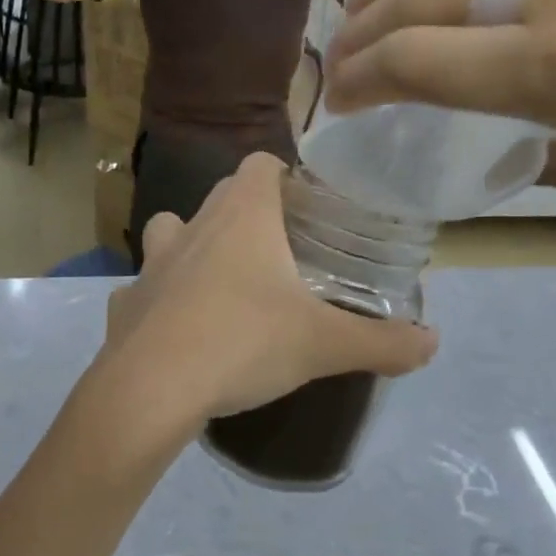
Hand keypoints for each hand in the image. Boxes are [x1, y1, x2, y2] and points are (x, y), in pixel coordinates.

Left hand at [99, 154, 436, 424]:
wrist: (151, 392)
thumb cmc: (243, 345)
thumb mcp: (323, 344)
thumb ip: (382, 342)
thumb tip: (433, 344)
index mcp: (241, 217)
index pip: (260, 163)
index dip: (285, 176)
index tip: (307, 208)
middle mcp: (191, 228)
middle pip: (220, 198)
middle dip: (247, 216)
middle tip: (280, 256)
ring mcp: (150, 265)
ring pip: (171, 234)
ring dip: (194, 249)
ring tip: (223, 287)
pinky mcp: (123, 305)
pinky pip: (145, 290)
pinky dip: (161, 302)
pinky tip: (179, 333)